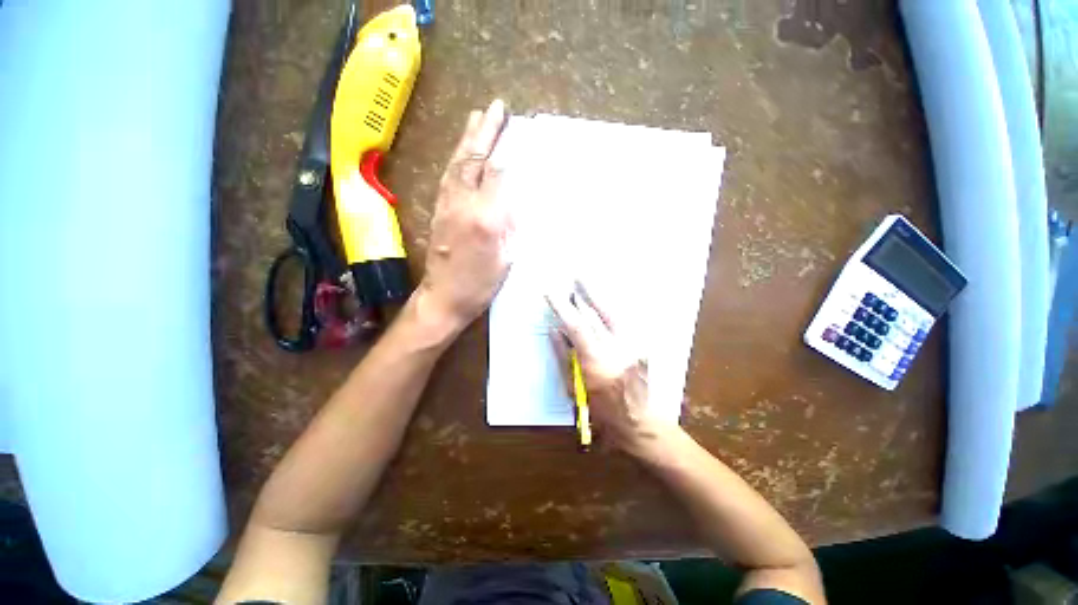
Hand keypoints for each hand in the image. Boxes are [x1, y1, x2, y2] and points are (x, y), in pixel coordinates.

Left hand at [417, 99, 511, 330]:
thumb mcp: (506, 258)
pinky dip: (457, 159)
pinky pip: (448, 177)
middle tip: (496, 108)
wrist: (443, 297)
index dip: (508, 153)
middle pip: (475, 161)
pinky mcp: (438, 211)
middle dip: (486, 133)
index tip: (520, 133)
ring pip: (458, 164)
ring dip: (468, 139)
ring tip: (478, 118)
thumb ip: (510, 225)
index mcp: (485, 219)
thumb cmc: (480, 284)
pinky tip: (462, 152)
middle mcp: (463, 205)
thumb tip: (514, 198)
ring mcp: (447, 206)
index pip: (498, 176)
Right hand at [546, 285, 674, 457]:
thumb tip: (555, 331)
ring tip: (587, 282)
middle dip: (586, 293)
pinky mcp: (641, 346)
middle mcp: (617, 350)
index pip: (576, 327)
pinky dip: (611, 309)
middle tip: (576, 276)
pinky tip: (603, 301)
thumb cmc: (600, 412)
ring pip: (614, 314)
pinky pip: (623, 322)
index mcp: (596, 363)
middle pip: (599, 314)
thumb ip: (563, 357)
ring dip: (599, 296)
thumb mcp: (574, 388)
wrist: (637, 422)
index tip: (551, 294)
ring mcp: (633, 347)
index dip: (562, 308)